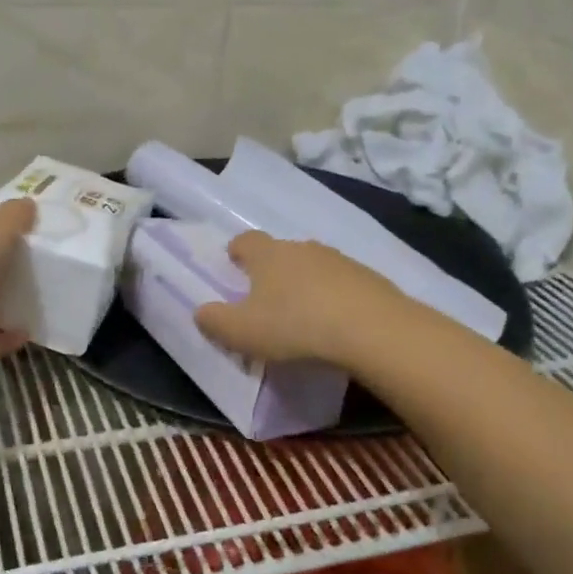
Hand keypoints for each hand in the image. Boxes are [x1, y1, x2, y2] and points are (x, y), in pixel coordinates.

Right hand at [193, 232, 401, 368]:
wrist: (371, 329)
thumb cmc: (294, 326)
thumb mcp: (242, 332)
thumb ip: (215, 321)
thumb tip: (200, 312)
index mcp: (268, 255)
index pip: (245, 241)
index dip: (237, 251)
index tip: (233, 264)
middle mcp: (303, 248)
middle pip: (281, 252)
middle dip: (272, 270)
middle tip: (266, 298)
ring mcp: (340, 260)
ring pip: (314, 266)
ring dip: (306, 284)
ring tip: (303, 314)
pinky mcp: (370, 278)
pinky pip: (343, 284)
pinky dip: (335, 298)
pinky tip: (336, 323)